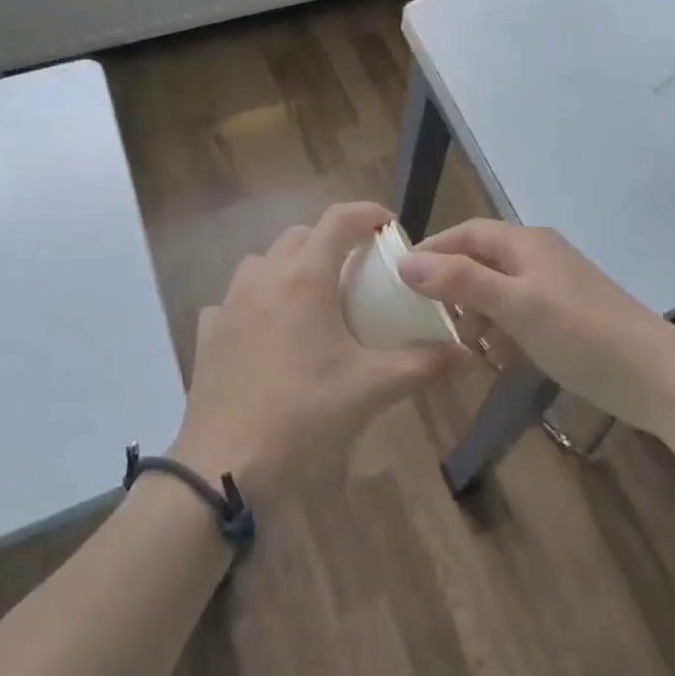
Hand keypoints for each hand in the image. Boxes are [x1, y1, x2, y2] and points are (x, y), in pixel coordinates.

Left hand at [170, 202, 462, 508]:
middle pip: (301, 234)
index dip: (367, 213)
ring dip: (291, 264)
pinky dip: (256, 301)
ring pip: (264, 260)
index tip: (389, 226)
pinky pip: (235, 298)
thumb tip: (464, 352)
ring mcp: (231, 301)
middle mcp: (265, 276)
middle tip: (356, 270)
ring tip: (312, 296)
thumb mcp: (370, 389)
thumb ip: (421, 364)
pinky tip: (266, 332)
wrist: (225, 462)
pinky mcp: (209, 329)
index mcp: (306, 278)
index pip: (339, 219)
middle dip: (332, 240)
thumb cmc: (303, 414)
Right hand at [397, 221, 674, 432]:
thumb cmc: (580, 332)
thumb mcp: (515, 306)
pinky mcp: (567, 315)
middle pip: (481, 261)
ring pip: (500, 290)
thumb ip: (461, 281)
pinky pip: (520, 313)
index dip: (433, 250)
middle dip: (454, 288)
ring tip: (468, 347)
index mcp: (526, 242)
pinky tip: (500, 359)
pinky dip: (503, 330)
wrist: (656, 376)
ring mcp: (556, 285)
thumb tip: (406, 262)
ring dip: (478, 314)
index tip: (401, 278)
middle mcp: (539, 255)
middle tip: (433, 321)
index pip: (467, 233)